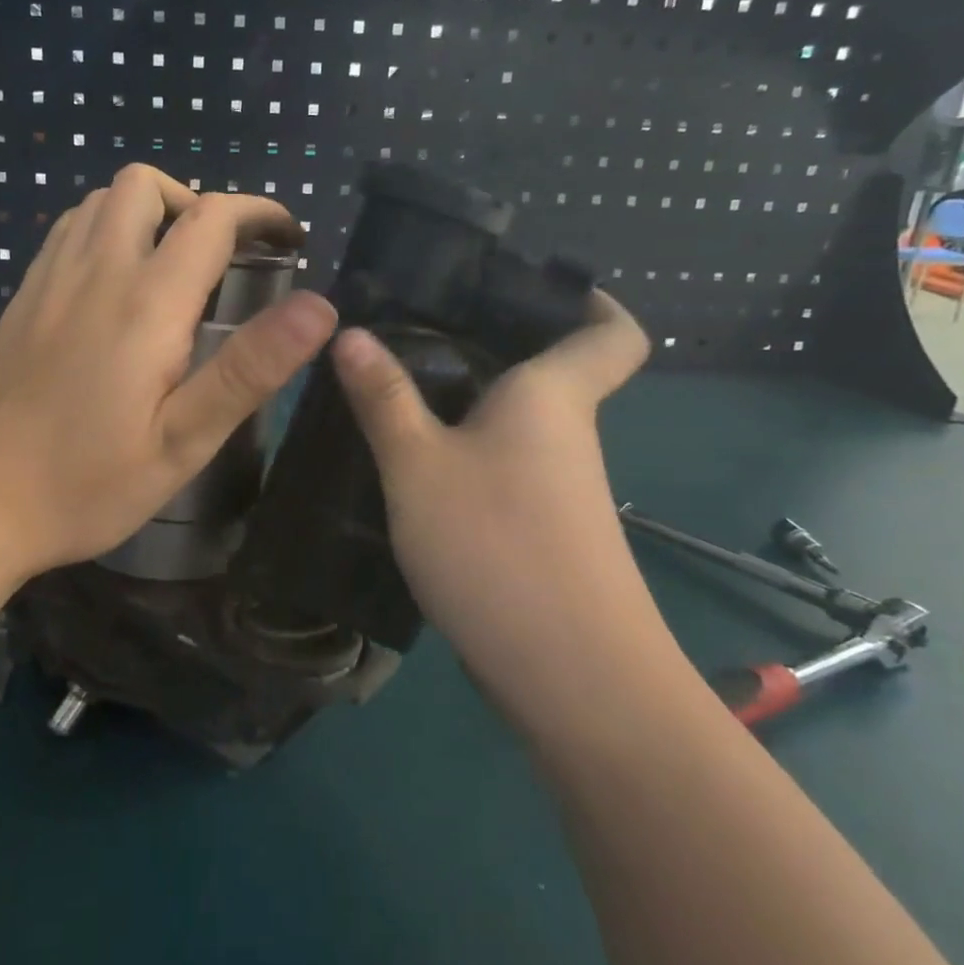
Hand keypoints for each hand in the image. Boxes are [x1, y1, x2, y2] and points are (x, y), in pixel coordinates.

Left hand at [0, 164, 337, 580]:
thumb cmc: (89, 484)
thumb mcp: (184, 441)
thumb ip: (250, 369)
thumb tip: (319, 307)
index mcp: (145, 304)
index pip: (211, 218)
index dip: (259, 214)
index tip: (288, 238)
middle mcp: (94, 272)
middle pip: (146, 185)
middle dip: (197, 203)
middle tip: (224, 258)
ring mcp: (48, 280)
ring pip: (101, 200)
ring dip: (150, 212)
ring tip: (175, 266)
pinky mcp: (21, 298)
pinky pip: (68, 230)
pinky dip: (106, 229)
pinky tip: (116, 284)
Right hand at [330, 292, 652, 676]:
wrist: (571, 677)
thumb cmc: (496, 545)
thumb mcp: (418, 466)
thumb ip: (384, 398)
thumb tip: (351, 334)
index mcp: (554, 397)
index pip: (612, 331)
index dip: (590, 301)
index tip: (529, 287)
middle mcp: (567, 435)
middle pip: (547, 373)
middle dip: (489, 347)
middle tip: (412, 329)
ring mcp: (559, 491)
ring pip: (517, 425)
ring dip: (466, 406)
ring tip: (393, 391)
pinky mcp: (542, 533)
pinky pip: (504, 470)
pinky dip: (465, 456)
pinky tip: (411, 467)